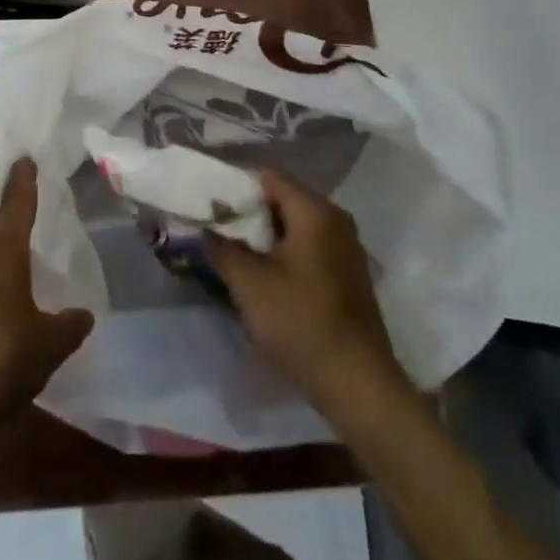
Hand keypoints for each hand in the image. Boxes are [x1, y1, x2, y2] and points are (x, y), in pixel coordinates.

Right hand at [205, 169, 408, 419]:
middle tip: (214, 223)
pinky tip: (262, 271)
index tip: (207, 196)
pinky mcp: (347, 273)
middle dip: (247, 209)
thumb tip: (202, 227)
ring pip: (295, 223)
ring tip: (231, 247)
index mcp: (314, 211)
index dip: (234, 182)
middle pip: (282, 197)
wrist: (358, 384)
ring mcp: (345, 246)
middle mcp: (335, 218)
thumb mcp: (249, 284)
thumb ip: (221, 247)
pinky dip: (283, 250)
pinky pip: (308, 245)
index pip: (268, 175)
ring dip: (264, 232)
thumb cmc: (300, 322)